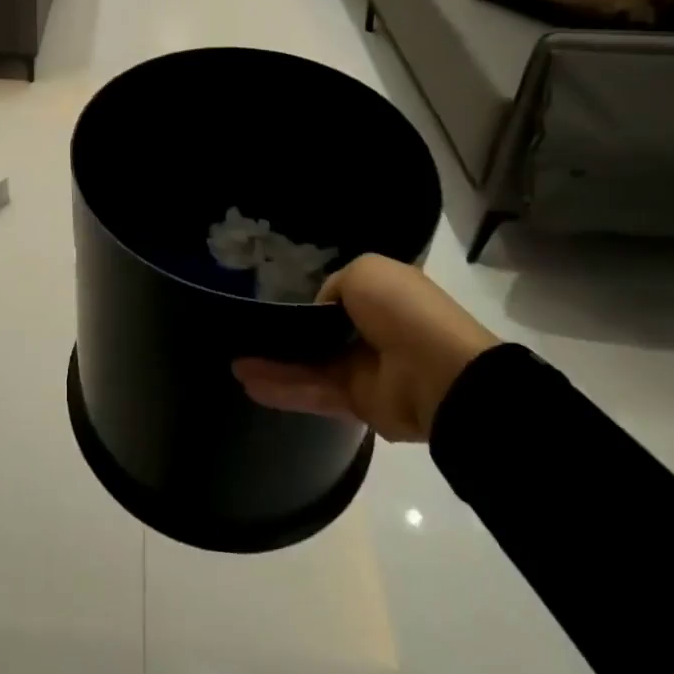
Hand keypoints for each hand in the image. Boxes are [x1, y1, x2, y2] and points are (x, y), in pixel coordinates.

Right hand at [232, 253, 500, 441]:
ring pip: (309, 364)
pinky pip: (313, 390)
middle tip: (245, 331)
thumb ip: (334, 286)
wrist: (440, 373)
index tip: (270, 294)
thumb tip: (319, 309)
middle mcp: (370, 330)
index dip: (306, 294)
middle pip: (318, 332)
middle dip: (283, 332)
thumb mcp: (363, 271)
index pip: (337, 294)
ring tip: (233, 363)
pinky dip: (281, 387)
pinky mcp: (356, 402)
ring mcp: (363, 368)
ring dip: (273, 364)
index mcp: (380, 295)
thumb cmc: (403, 309)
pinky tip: (248, 382)